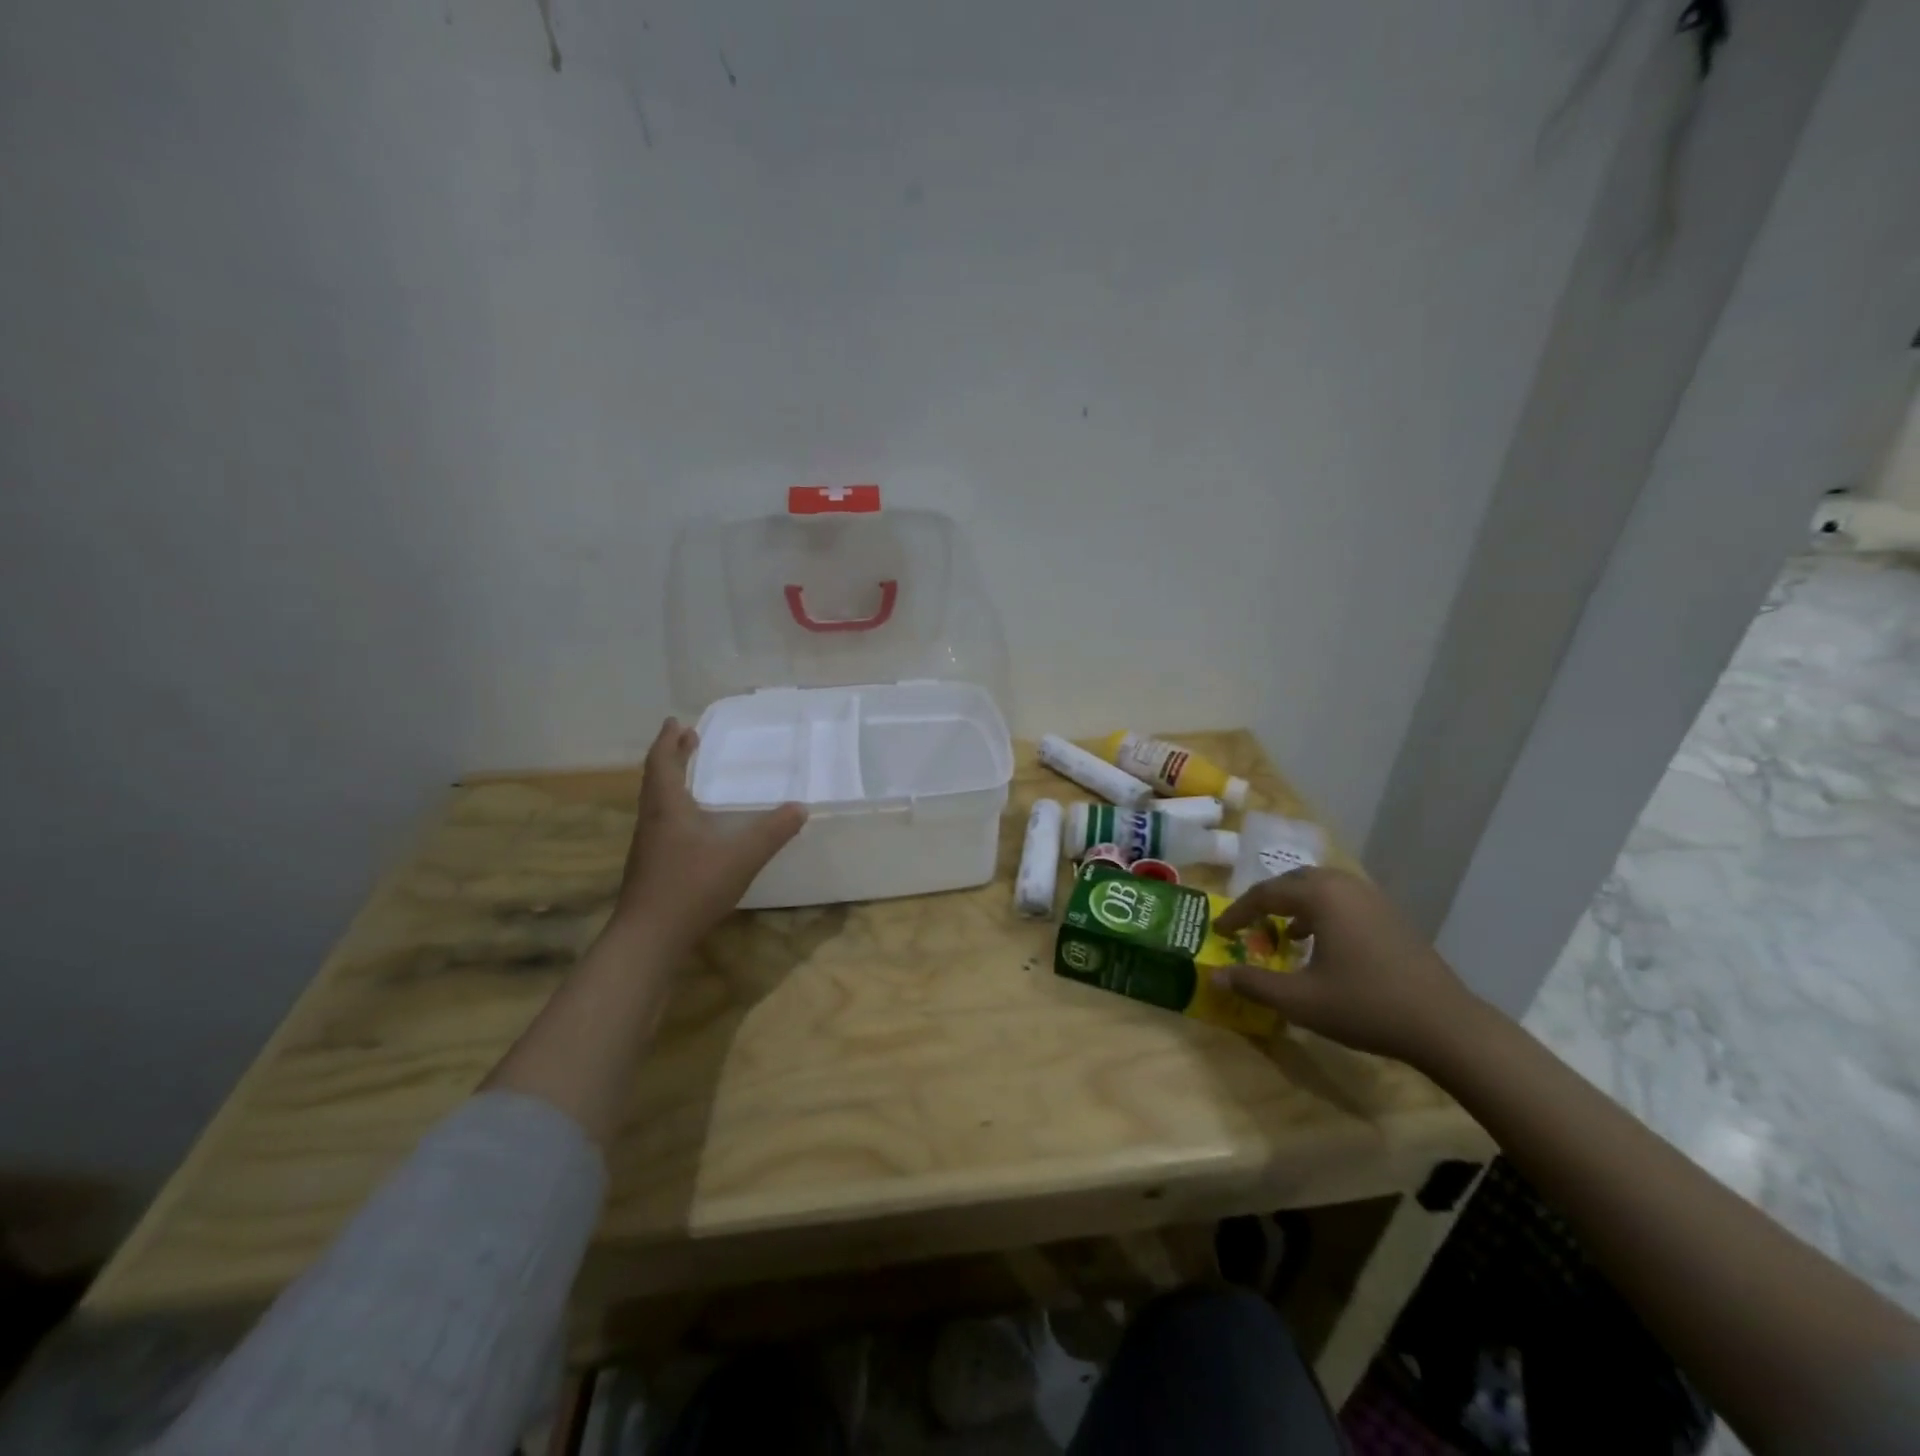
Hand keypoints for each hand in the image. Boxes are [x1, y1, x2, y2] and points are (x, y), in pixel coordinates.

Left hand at [611, 718, 806, 950]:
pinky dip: (675, 809)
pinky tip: (693, 825)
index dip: (669, 741)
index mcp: (667, 808)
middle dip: (671, 756)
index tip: (677, 722)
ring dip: (671, 782)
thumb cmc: (692, 886)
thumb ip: (772, 831)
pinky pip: (661, 823)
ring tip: (689, 776)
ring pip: (656, 803)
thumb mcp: (742, 856)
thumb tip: (800, 807)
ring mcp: (648, 846)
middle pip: (656, 779)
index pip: (663, 763)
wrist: (649, 937)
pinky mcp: (651, 867)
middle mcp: (652, 820)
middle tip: (686, 739)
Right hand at [1210, 867, 1483, 1065]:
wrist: (1445, 1025)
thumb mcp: (1300, 1000)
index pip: (1265, 894)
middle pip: (1293, 881)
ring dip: (1295, 905)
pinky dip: (1321, 913)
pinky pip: (1343, 901)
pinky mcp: (1391, 916)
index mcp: (1320, 896)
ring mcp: (1373, 898)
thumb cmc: (1365, 1006)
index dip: (1237, 913)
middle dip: (1266, 901)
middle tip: (1247, 924)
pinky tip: (1320, 944)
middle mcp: (1345, 886)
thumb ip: (1254, 984)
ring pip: (1321, 888)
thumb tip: (1216, 976)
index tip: (1218, 931)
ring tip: (1281, 933)